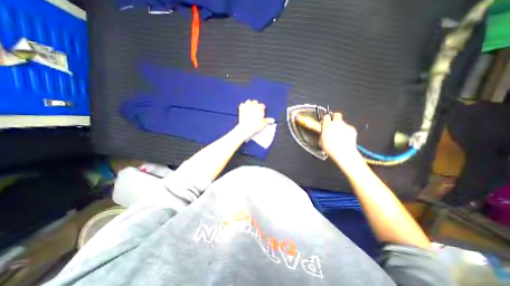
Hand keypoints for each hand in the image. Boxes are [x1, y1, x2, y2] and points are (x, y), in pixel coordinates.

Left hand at [235, 101, 274, 140]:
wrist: (246, 128)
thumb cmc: (255, 126)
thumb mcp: (263, 124)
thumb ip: (268, 120)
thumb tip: (272, 120)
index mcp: (259, 108)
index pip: (262, 105)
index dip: (262, 108)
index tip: (262, 110)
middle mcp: (253, 105)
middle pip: (255, 102)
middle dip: (256, 104)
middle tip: (256, 109)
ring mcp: (246, 107)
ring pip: (248, 101)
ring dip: (249, 103)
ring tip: (250, 106)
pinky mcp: (241, 109)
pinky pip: (242, 105)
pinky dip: (243, 105)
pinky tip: (243, 107)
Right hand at [318, 111, 361, 164]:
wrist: (343, 153)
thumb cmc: (330, 148)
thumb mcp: (321, 141)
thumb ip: (323, 133)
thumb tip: (324, 132)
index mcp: (327, 125)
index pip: (326, 116)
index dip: (326, 119)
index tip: (325, 122)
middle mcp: (336, 123)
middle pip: (336, 115)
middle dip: (335, 118)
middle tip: (333, 124)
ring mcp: (345, 125)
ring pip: (343, 122)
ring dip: (341, 126)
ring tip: (339, 135)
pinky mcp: (352, 129)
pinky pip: (348, 128)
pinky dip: (347, 131)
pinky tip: (345, 138)